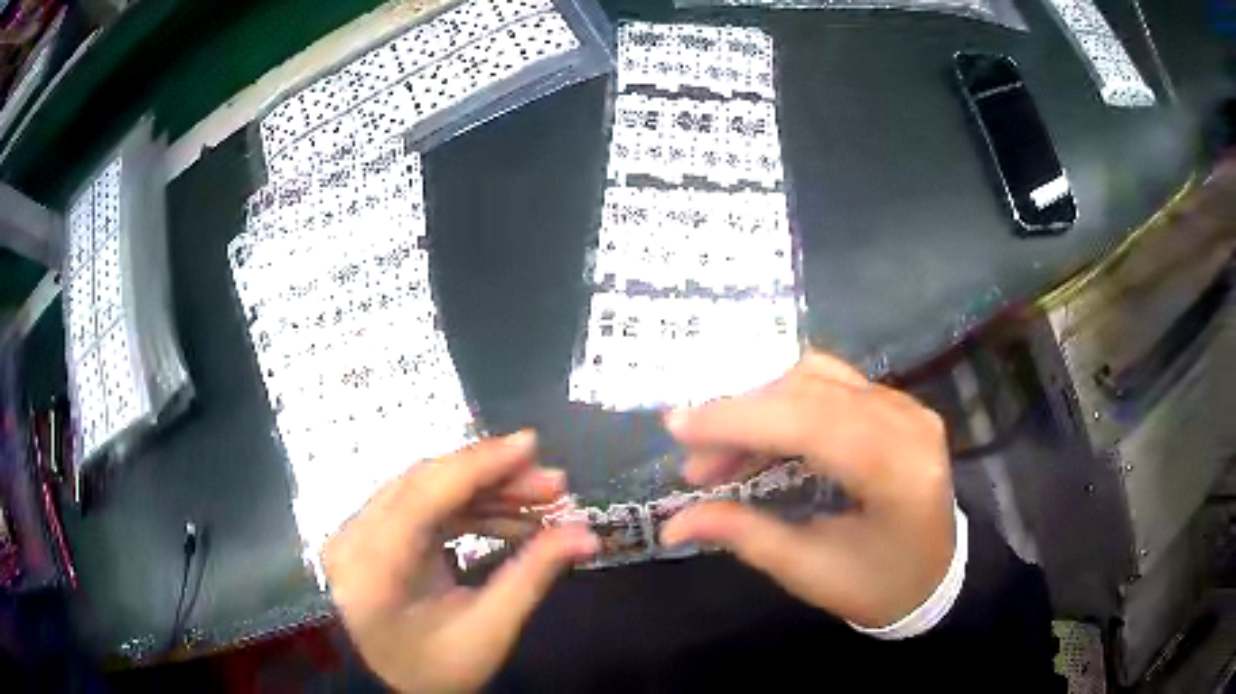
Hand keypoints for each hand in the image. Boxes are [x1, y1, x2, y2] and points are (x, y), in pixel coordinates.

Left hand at [322, 432, 597, 692]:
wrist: (396, 686)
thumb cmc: (438, 669)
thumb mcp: (490, 631)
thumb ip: (534, 575)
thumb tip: (585, 534)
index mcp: (373, 570)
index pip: (422, 497)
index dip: (478, 465)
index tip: (531, 444)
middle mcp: (353, 539)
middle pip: (424, 485)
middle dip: (492, 477)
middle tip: (553, 483)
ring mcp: (357, 534)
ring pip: (425, 491)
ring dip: (485, 492)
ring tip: (542, 501)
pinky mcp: (371, 535)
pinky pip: (422, 508)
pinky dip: (468, 508)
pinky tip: (511, 518)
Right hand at [661, 352, 955, 628]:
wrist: (935, 577)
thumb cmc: (877, 586)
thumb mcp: (808, 571)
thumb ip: (743, 534)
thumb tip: (673, 523)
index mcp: (896, 471)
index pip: (810, 422)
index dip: (738, 418)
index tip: (677, 427)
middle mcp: (907, 422)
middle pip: (810, 391)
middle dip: (741, 416)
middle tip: (696, 461)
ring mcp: (907, 406)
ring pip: (818, 378)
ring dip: (761, 406)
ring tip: (725, 453)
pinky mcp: (899, 404)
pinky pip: (833, 384)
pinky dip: (787, 403)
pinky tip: (765, 433)